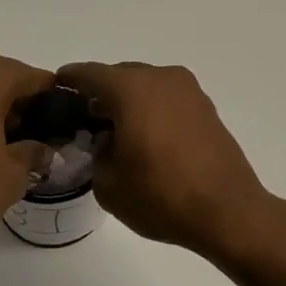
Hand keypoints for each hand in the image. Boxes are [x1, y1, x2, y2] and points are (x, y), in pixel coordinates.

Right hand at [55, 62, 278, 258]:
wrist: (228, 211)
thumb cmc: (162, 195)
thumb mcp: (109, 183)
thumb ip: (97, 154)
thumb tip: (107, 142)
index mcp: (132, 89)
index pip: (90, 74)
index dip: (69, 80)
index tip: (56, 87)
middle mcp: (161, 79)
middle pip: (120, 76)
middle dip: (101, 93)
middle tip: (85, 118)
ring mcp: (189, 91)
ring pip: (147, 86)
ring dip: (129, 101)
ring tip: (117, 130)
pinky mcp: (207, 108)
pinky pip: (168, 100)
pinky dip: (152, 110)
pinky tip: (146, 137)